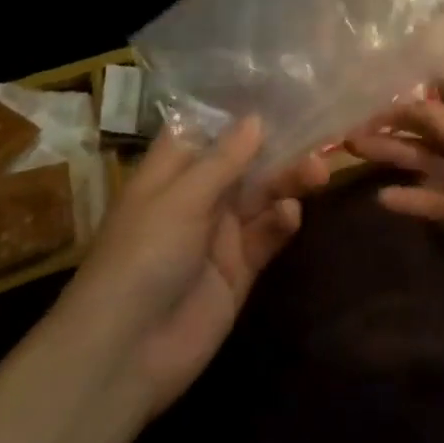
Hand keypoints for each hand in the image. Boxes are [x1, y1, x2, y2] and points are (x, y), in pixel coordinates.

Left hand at [55, 120, 328, 416]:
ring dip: (289, 181)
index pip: (207, 130)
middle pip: (245, 161)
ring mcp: (219, 234)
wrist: (125, 354)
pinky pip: (267, 235)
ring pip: (263, 195)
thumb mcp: (182, 199)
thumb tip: (257, 118)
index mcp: (172, 173)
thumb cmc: (142, 257)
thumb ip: (224, 159)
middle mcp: (198, 197)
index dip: (239, 112)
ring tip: (317, 172)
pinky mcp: (239, 269)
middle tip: (318, 137)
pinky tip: (290, 215)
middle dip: (279, 147)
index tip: (282, 88)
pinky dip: (281, 222)